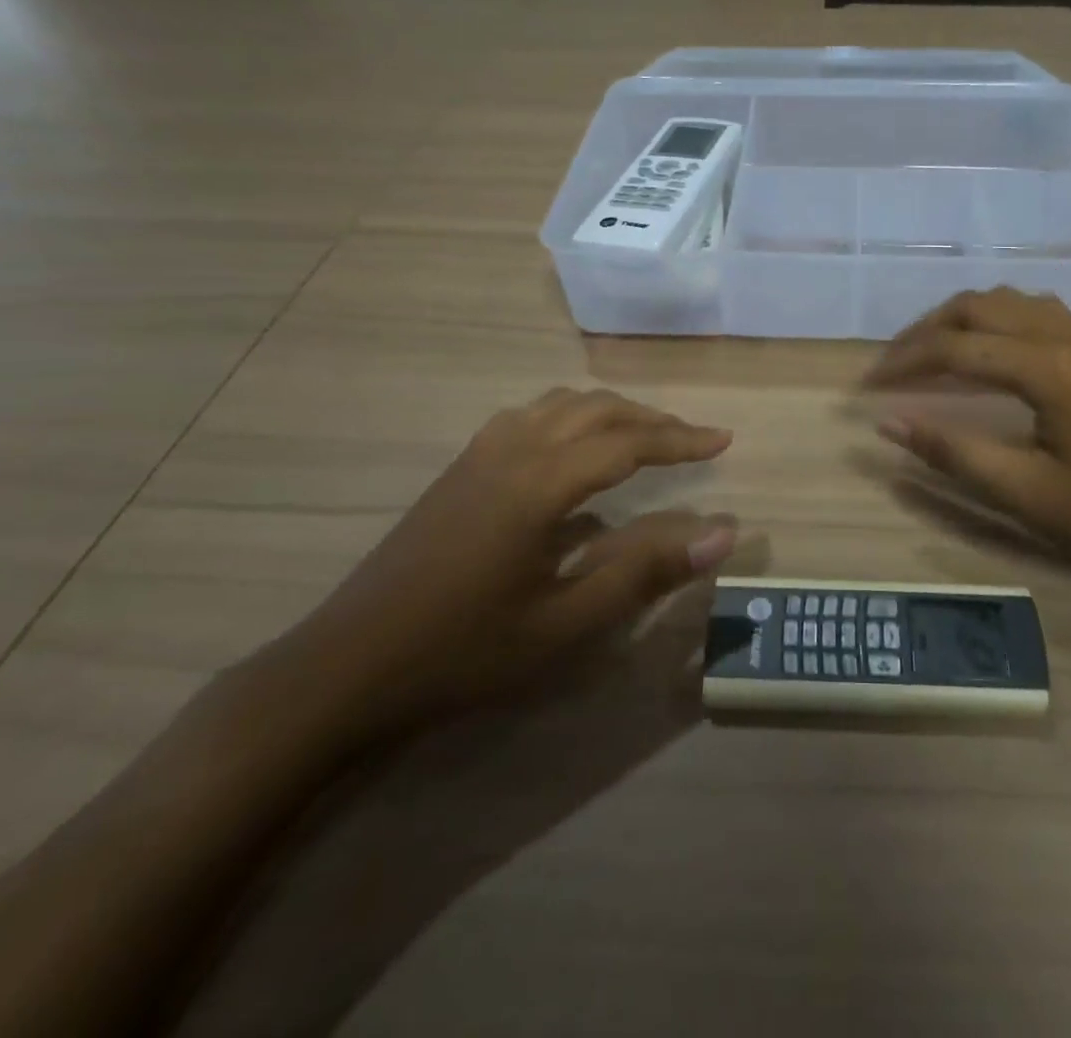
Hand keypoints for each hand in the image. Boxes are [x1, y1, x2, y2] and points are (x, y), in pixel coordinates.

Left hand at [268, 388, 737, 738]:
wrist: (347, 666)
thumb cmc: (463, 651)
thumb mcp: (565, 623)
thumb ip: (645, 570)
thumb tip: (721, 532)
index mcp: (539, 483)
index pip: (627, 442)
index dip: (680, 440)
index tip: (724, 441)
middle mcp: (512, 449)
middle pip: (597, 409)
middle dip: (652, 420)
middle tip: (693, 441)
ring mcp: (480, 453)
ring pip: (560, 404)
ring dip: (610, 412)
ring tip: (644, 438)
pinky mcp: (461, 467)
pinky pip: (530, 416)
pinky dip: (571, 416)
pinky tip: (574, 450)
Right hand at [864, 288, 1070, 572]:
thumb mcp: (1032, 493)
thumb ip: (955, 455)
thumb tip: (890, 425)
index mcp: (1044, 366)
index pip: (952, 348)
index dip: (902, 363)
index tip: (866, 386)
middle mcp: (1061, 331)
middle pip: (973, 306)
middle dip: (924, 331)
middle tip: (892, 366)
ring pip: (1004, 300)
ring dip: (959, 319)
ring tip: (931, 355)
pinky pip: (1032, 309)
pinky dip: (993, 320)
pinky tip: (988, 352)